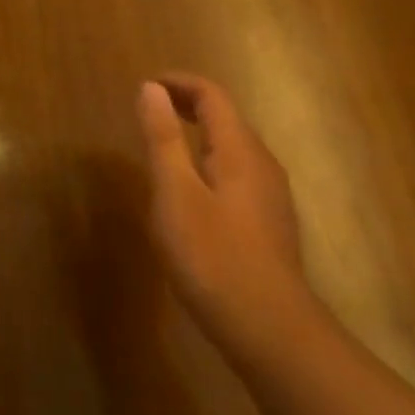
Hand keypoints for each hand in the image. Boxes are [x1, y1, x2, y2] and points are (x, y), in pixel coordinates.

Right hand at [137, 73, 313, 355]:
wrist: (269, 330)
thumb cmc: (213, 256)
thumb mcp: (175, 192)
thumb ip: (163, 138)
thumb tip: (151, 88)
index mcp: (241, 152)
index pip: (213, 96)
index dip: (179, 83)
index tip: (145, 85)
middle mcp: (262, 166)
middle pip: (226, 118)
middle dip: (187, 104)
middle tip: (148, 108)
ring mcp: (269, 197)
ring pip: (232, 147)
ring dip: (197, 132)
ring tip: (161, 141)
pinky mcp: (266, 223)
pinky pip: (235, 172)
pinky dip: (207, 159)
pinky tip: (188, 187)